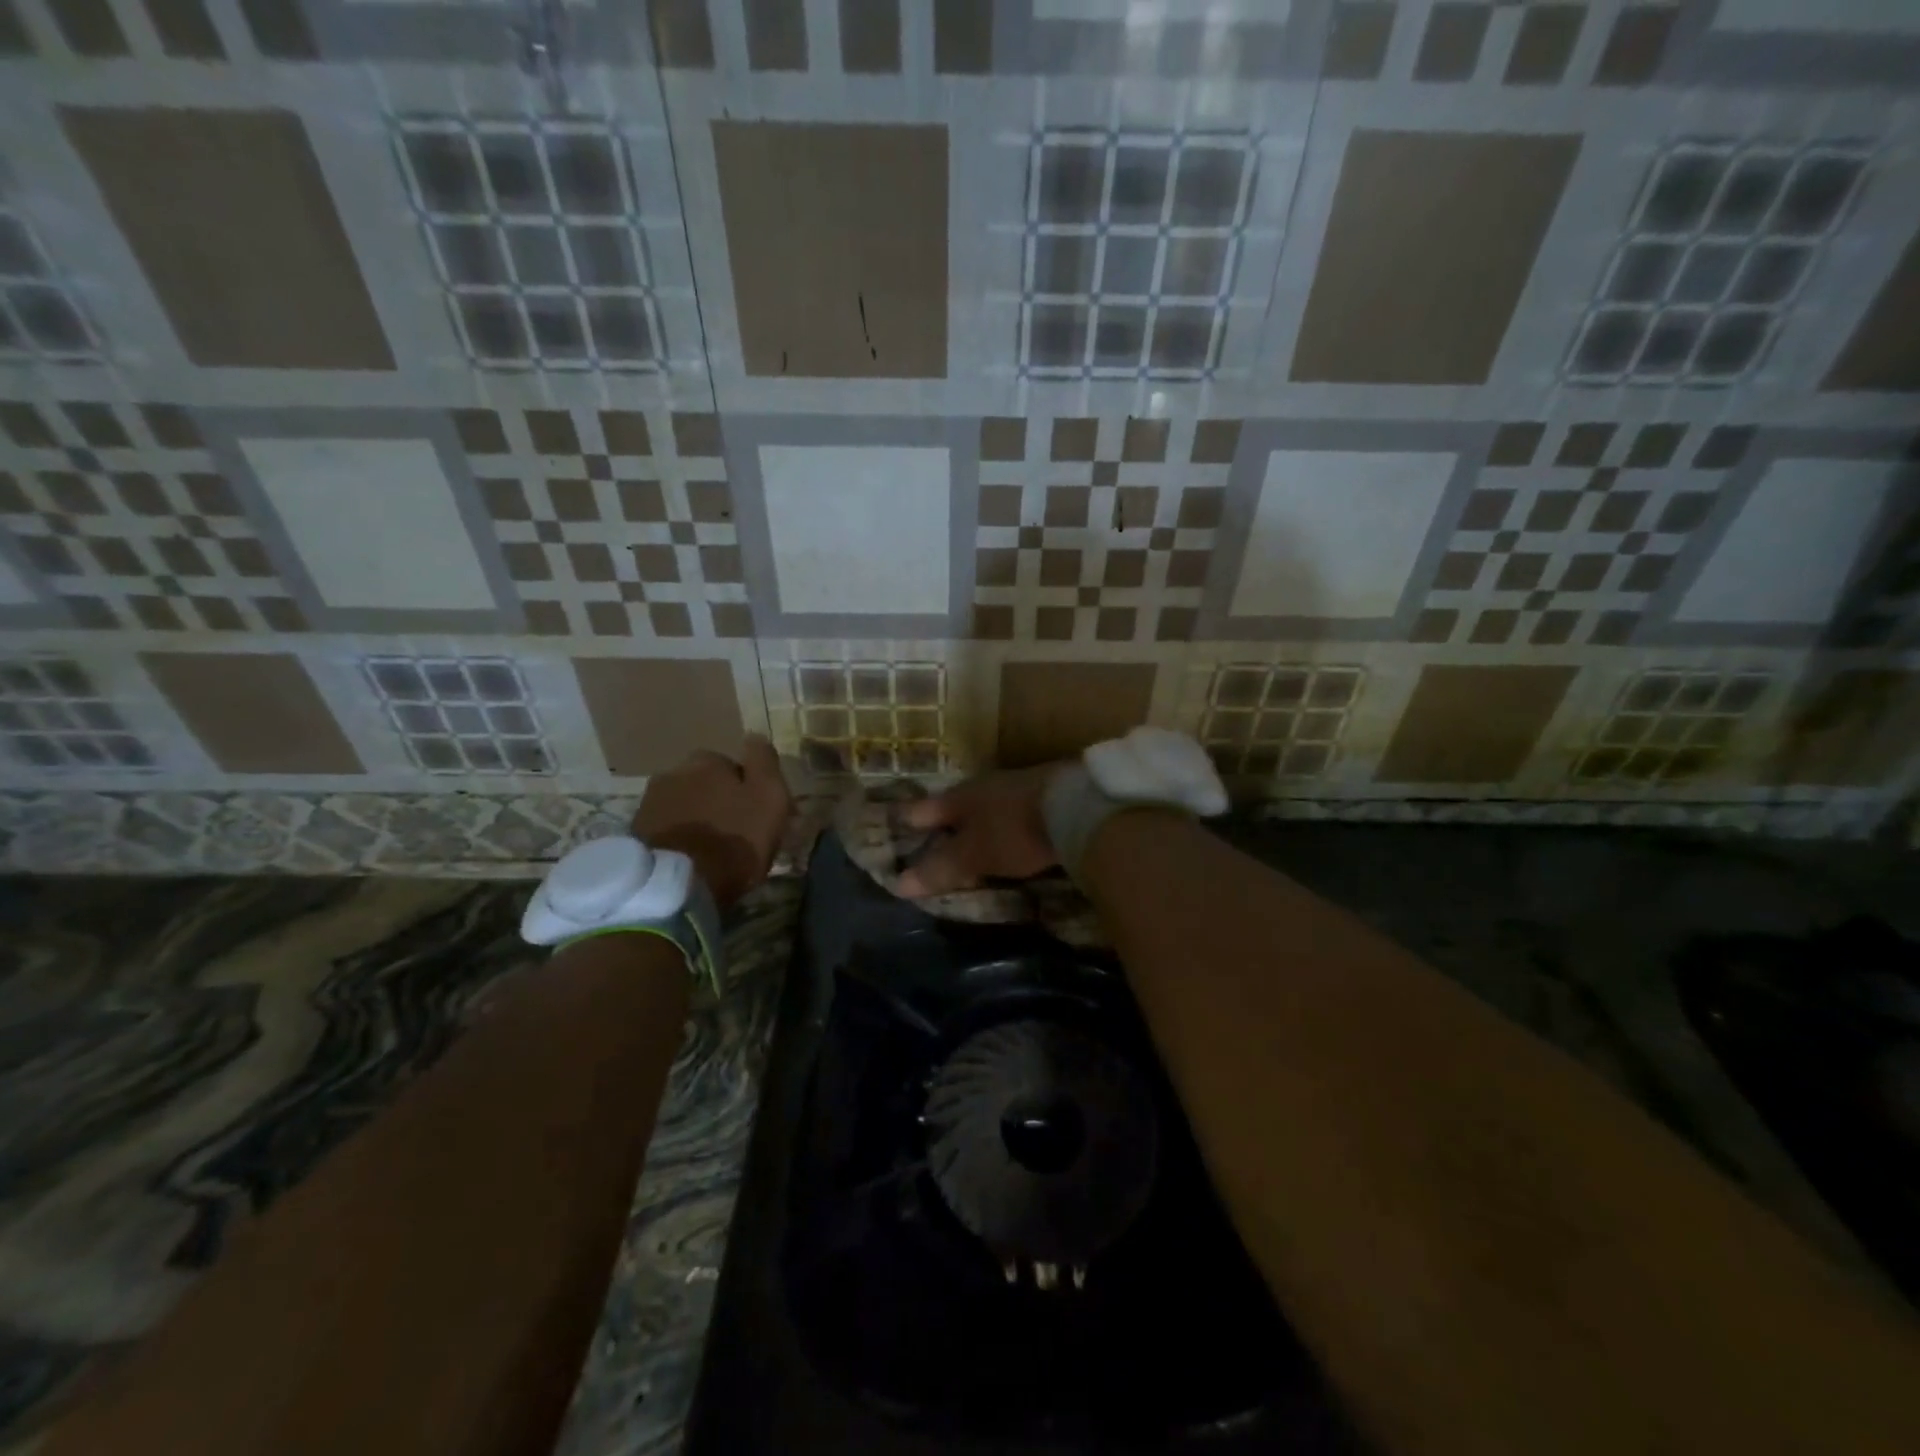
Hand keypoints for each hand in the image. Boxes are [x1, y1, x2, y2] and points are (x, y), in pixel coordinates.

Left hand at [632, 736, 791, 909]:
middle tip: (733, 831)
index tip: (756, 812)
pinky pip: (666, 829)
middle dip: (716, 800)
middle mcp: (672, 772)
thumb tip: (754, 735)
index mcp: (706, 760)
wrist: (679, 886)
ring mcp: (649, 803)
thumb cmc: (734, 838)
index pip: (732, 765)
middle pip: (703, 783)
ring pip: (683, 805)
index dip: (746, 788)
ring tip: (709, 849)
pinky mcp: (635, 834)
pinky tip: (689, 858)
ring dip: (696, 819)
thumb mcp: (769, 796)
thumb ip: (764, 761)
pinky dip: (678, 838)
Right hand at [895, 765, 1065, 896]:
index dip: (908, 821)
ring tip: (975, 840)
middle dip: (947, 822)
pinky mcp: (1049, 795)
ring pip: (990, 807)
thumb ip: (940, 868)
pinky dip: (1009, 826)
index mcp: (961, 796)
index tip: (896, 828)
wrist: (1076, 805)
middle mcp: (986, 785)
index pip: (924, 810)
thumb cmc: (1013, 830)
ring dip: (981, 823)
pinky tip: (1015, 837)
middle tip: (935, 838)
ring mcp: (1020, 787)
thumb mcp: (973, 855)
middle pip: (958, 805)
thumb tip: (898, 884)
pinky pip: (1017, 813)